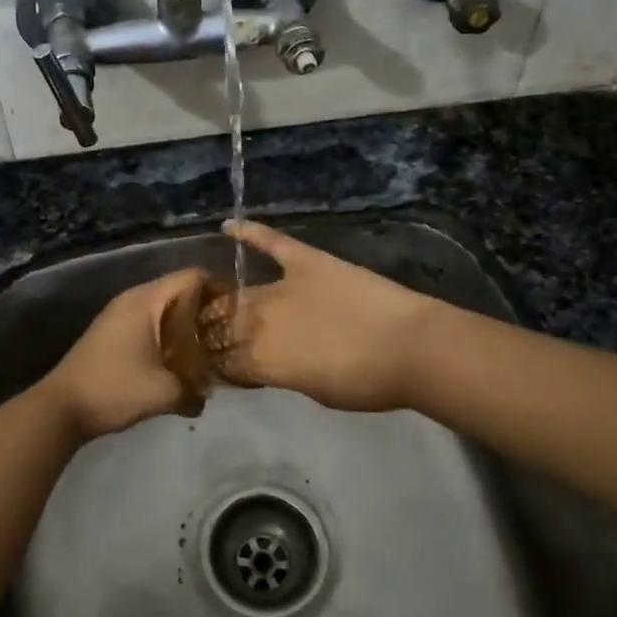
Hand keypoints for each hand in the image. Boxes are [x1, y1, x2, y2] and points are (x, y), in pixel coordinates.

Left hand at [38, 268, 216, 438]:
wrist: (61, 408)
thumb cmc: (115, 389)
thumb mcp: (163, 393)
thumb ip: (193, 392)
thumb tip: (205, 400)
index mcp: (146, 300)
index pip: (192, 276)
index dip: (218, 288)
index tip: (238, 312)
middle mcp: (133, 299)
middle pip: (179, 290)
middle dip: (204, 309)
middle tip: (226, 334)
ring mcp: (119, 315)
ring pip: (163, 308)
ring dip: (185, 325)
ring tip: (207, 349)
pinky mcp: (112, 332)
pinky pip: (149, 322)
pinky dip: (166, 334)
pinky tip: (177, 360)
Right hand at [204, 221, 440, 411]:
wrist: (409, 347)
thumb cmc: (366, 382)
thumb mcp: (315, 391)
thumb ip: (282, 374)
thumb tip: (267, 365)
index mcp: (263, 360)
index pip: (225, 362)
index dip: (217, 365)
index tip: (214, 366)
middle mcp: (261, 321)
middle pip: (225, 327)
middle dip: (211, 334)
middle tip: (207, 335)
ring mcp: (283, 287)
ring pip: (240, 294)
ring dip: (222, 301)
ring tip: (209, 302)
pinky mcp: (306, 260)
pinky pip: (272, 242)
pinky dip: (250, 232)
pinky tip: (228, 225)